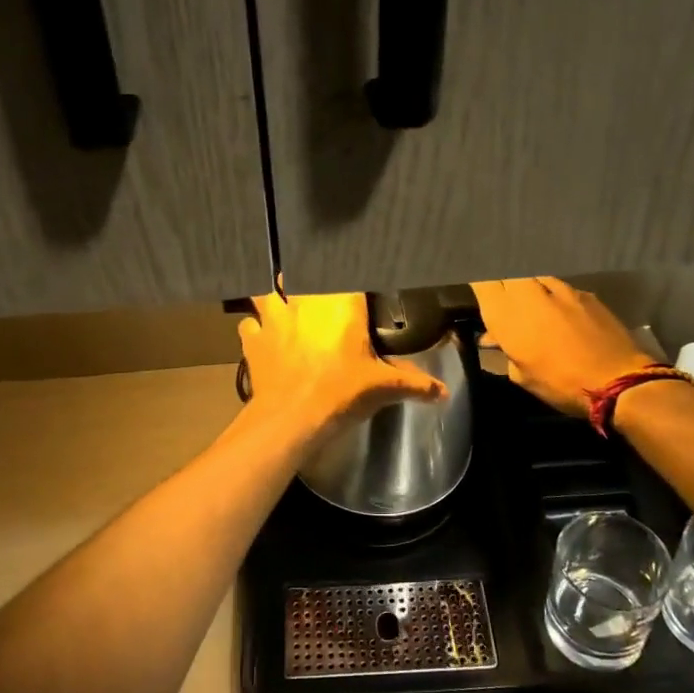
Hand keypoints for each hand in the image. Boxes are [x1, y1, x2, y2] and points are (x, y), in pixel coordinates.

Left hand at [239, 290, 446, 443]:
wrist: (291, 418)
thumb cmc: (341, 394)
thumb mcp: (383, 388)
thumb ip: (415, 384)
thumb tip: (444, 392)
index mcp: (341, 306)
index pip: (347, 274)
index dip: (348, 274)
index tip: (350, 279)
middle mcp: (306, 303)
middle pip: (301, 275)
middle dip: (306, 279)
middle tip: (314, 289)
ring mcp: (276, 318)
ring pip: (267, 292)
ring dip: (273, 296)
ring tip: (280, 302)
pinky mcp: (254, 340)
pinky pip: (249, 324)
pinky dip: (253, 327)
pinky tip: (259, 335)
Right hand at [473, 277, 656, 419]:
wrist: (617, 380)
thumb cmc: (559, 383)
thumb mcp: (522, 376)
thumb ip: (505, 351)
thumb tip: (495, 338)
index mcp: (506, 313)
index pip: (482, 281)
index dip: (479, 285)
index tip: (479, 296)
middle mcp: (528, 292)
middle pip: (507, 273)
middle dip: (502, 283)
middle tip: (504, 302)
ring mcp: (559, 288)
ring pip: (533, 277)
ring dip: (528, 289)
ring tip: (532, 307)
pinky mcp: (584, 292)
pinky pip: (559, 287)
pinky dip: (553, 296)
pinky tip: (560, 313)